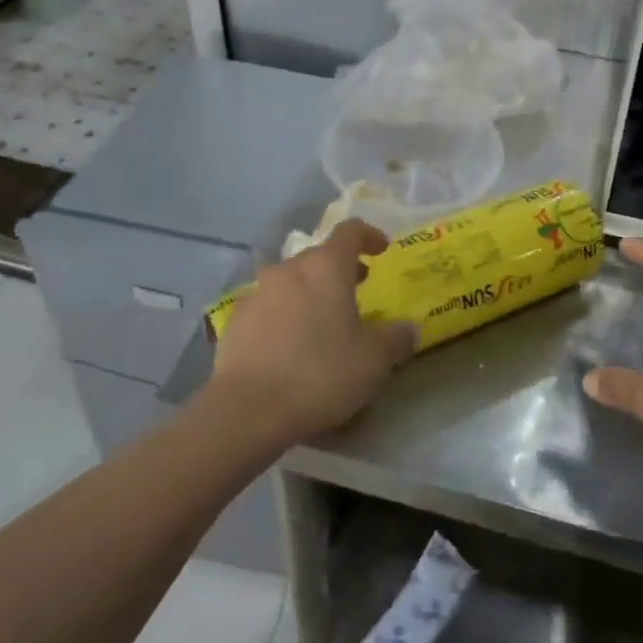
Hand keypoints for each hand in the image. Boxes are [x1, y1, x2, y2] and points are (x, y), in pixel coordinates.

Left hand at [208, 220, 418, 442]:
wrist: (246, 410)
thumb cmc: (320, 374)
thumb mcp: (374, 361)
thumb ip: (396, 339)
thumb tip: (408, 328)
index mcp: (326, 267)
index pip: (350, 231)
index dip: (369, 236)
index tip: (382, 251)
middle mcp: (289, 270)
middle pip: (318, 257)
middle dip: (339, 269)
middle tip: (356, 291)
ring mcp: (257, 293)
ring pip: (290, 281)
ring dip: (308, 292)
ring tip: (321, 322)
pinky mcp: (234, 322)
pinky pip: (267, 307)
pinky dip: (282, 315)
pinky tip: (288, 346)